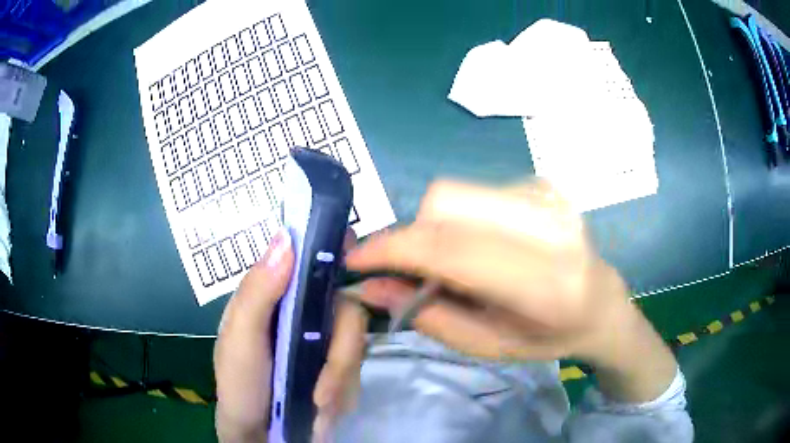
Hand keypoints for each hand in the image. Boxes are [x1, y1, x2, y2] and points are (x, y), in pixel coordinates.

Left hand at [214, 229, 366, 442]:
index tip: (352, 261)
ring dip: (339, 383)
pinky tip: (321, 410)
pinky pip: (357, 372)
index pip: (310, 260)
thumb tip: (286, 236)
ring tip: (316, 408)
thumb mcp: (240, 341)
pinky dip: (342, 394)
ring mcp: (324, 342)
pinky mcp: (340, 368)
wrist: (261, 435)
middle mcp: (304, 313)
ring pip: (357, 345)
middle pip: (348, 308)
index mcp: (276, 297)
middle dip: (341, 355)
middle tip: (322, 393)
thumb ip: (258, 293)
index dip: (334, 254)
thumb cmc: (241, 387)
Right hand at [347, 180, 676, 401]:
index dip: (393, 249)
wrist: (602, 302)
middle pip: (445, 204)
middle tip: (411, 270)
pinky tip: (478, 244)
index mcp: (544, 283)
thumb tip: (371, 285)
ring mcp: (548, 197)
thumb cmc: (549, 337)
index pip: (450, 249)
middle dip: (412, 236)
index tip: (357, 260)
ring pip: (454, 193)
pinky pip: (474, 192)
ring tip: (451, 261)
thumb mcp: (487, 345)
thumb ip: (429, 315)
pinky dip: (458, 218)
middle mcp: (550, 227)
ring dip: (435, 228)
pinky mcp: (542, 184)